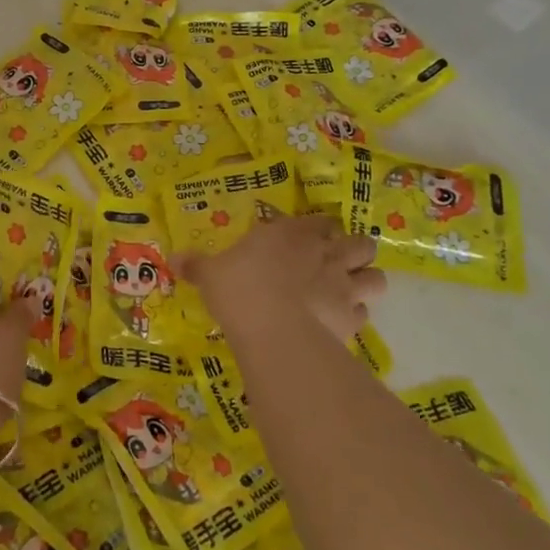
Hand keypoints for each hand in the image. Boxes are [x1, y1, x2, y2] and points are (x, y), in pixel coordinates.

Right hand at [179, 215, 384, 343]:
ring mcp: (344, 287)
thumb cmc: (240, 288)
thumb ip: (197, 265)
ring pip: (376, 277)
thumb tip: (173, 259)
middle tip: (336, 261)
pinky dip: (356, 316)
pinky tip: (339, 321)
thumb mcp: (211, 273)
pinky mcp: (352, 320)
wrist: (273, 329)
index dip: (318, 228)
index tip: (308, 236)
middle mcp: (326, 255)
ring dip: (366, 280)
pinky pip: (364, 314)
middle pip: (361, 243)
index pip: (321, 220)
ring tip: (349, 289)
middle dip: (355, 250)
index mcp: (293, 234)